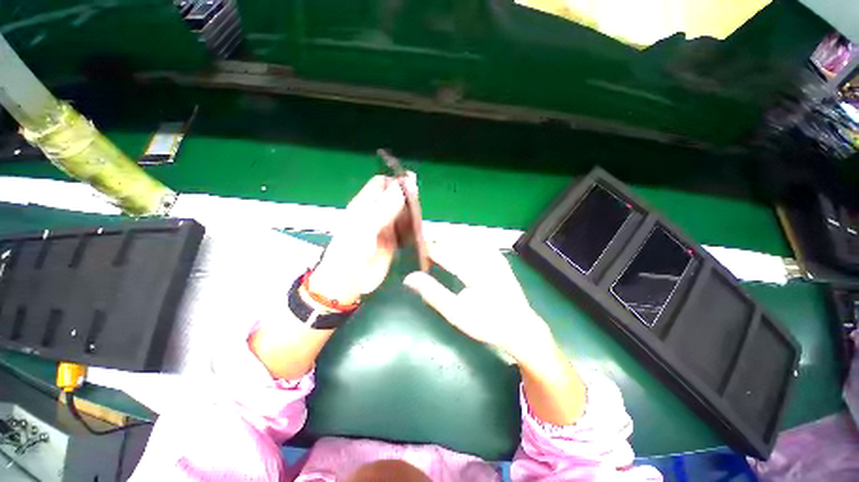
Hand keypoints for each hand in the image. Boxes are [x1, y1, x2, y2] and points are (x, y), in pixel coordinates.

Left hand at [309, 174, 415, 304]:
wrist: (349, 280)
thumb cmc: (352, 250)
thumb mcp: (366, 226)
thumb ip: (384, 207)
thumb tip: (403, 186)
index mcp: (365, 204)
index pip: (382, 183)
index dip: (396, 181)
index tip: (412, 187)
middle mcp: (377, 213)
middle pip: (396, 198)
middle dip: (408, 199)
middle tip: (418, 209)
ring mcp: (387, 227)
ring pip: (403, 213)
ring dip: (413, 215)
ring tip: (420, 221)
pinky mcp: (394, 241)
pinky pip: (406, 230)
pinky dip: (414, 229)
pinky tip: (421, 231)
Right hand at [405, 243, 586, 424]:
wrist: (520, 326)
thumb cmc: (487, 324)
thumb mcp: (456, 314)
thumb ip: (433, 293)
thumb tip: (410, 278)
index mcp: (474, 271)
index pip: (443, 250)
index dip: (426, 249)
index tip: (415, 254)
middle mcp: (484, 257)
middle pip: (452, 240)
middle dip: (436, 244)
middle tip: (425, 256)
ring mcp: (493, 254)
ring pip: (463, 237)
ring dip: (448, 242)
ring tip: (437, 254)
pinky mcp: (497, 255)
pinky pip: (475, 241)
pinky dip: (462, 243)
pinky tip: (456, 251)